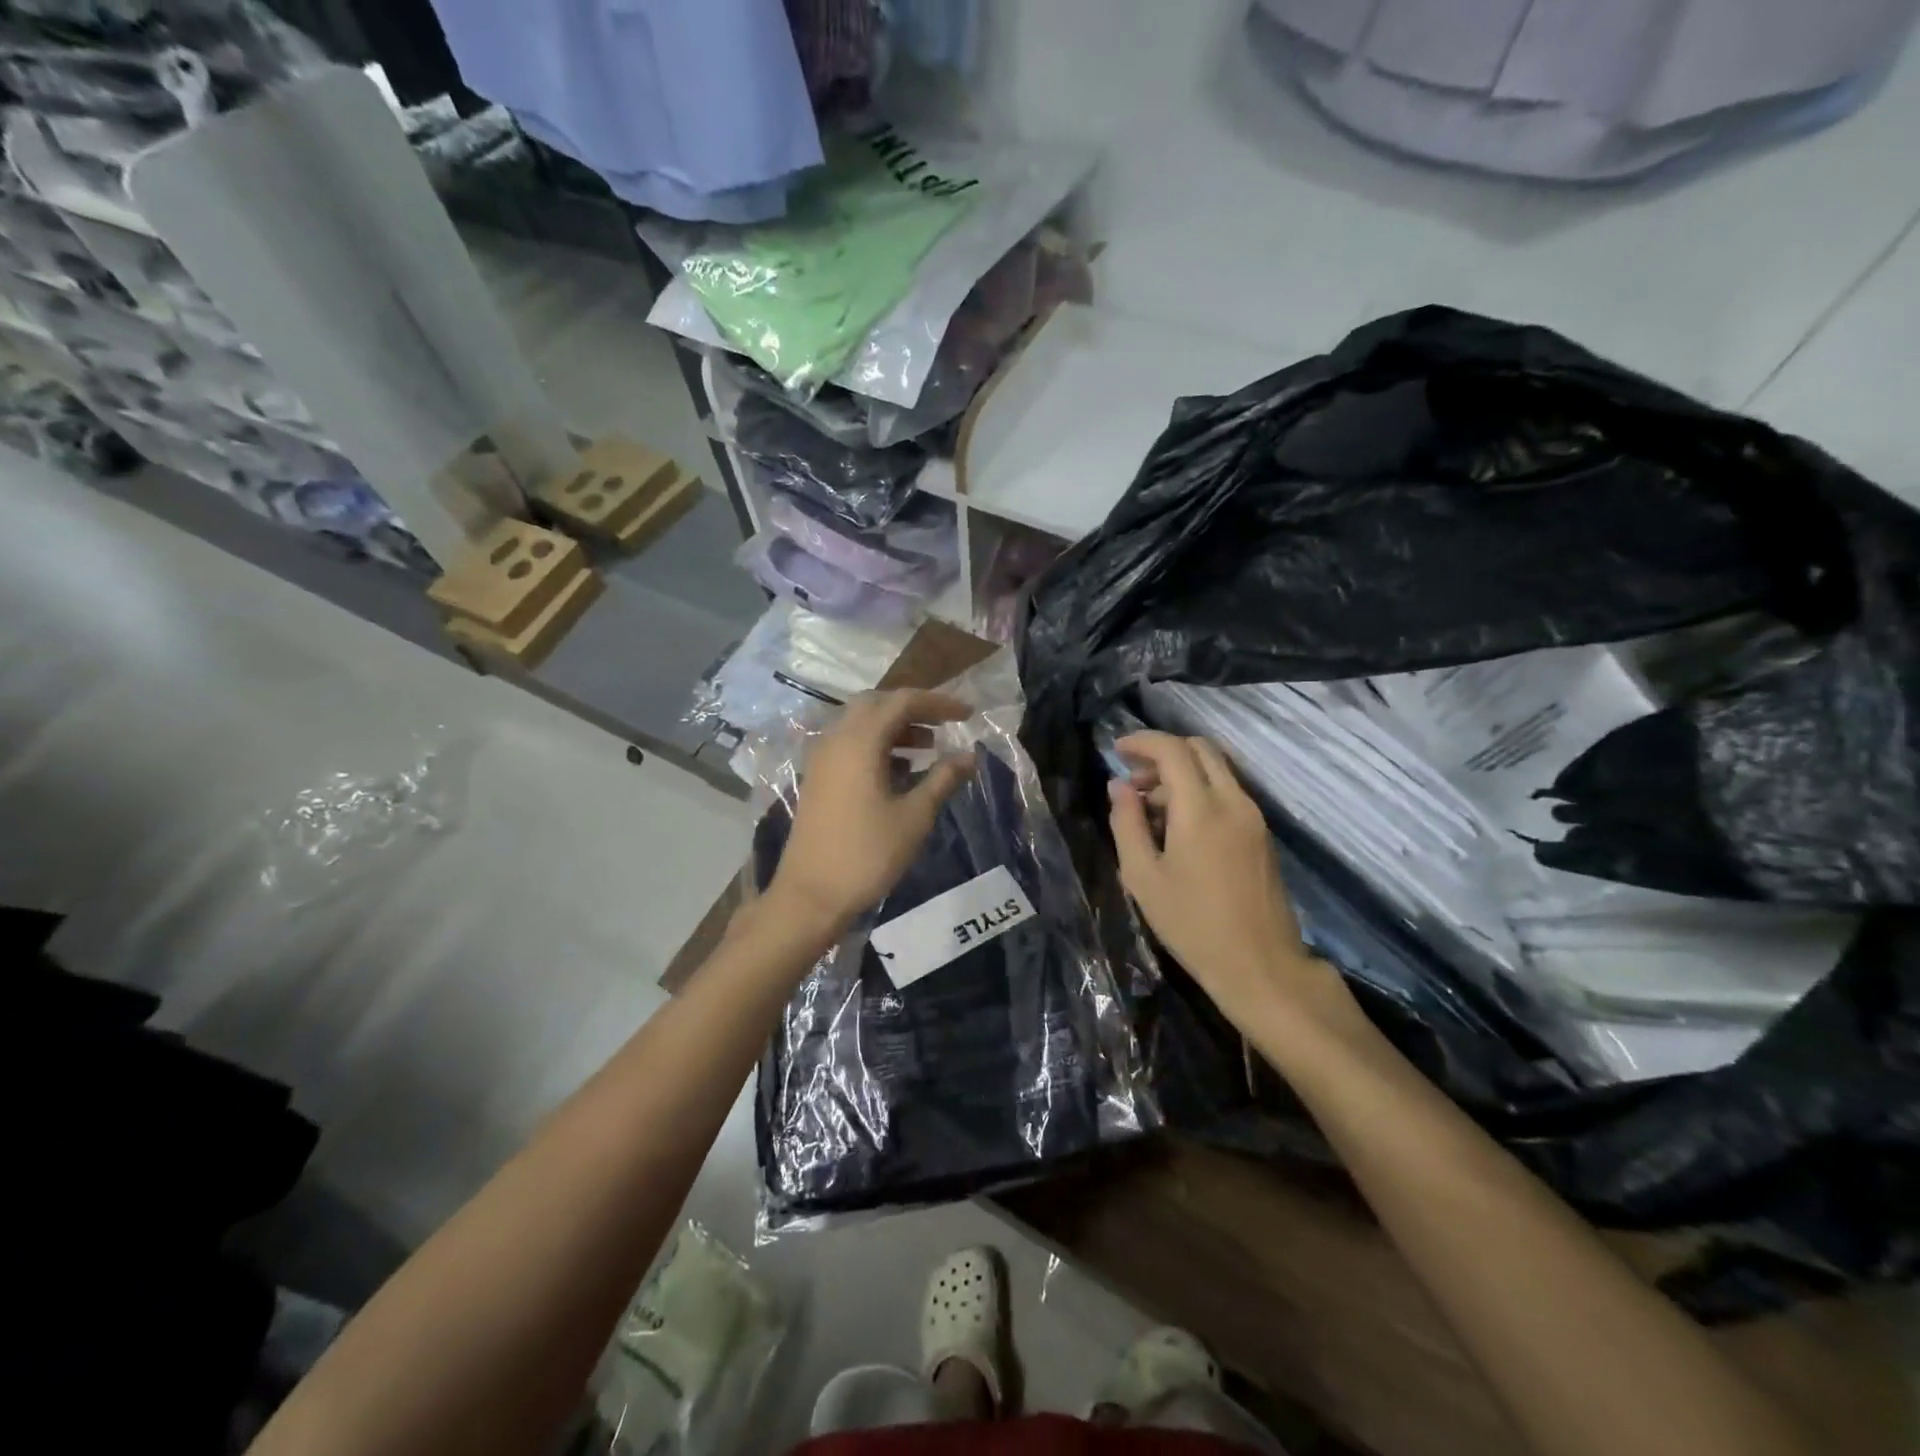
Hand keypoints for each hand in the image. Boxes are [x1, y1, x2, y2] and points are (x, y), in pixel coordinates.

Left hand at [770, 689, 977, 935]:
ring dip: (895, 727)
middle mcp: (836, 740)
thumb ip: (943, 779)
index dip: (938, 703)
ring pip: (861, 724)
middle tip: (944, 725)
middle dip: (914, 709)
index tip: (967, 715)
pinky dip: (878, 745)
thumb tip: (969, 756)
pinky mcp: (818, 778)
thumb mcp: (914, 816)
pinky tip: (900, 769)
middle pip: (877, 704)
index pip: (902, 701)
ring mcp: (822, 759)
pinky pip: (850, 745)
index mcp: (859, 741)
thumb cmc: (867, 854)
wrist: (811, 895)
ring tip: (929, 747)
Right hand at [1109, 732, 1365, 1042]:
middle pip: (1201, 749)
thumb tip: (1119, 787)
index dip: (1142, 741)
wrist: (1260, 966)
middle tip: (1133, 779)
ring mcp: (1253, 817)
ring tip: (1148, 809)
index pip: (1173, 750)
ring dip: (1181, 774)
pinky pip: (1227, 793)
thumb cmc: (1192, 924)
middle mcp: (1233, 802)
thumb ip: (1126, 824)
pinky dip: (1199, 792)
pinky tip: (1177, 827)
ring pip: (1216, 770)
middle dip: (1163, 753)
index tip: (1117, 750)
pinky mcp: (1261, 834)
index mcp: (1201, 809)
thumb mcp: (1142, 877)